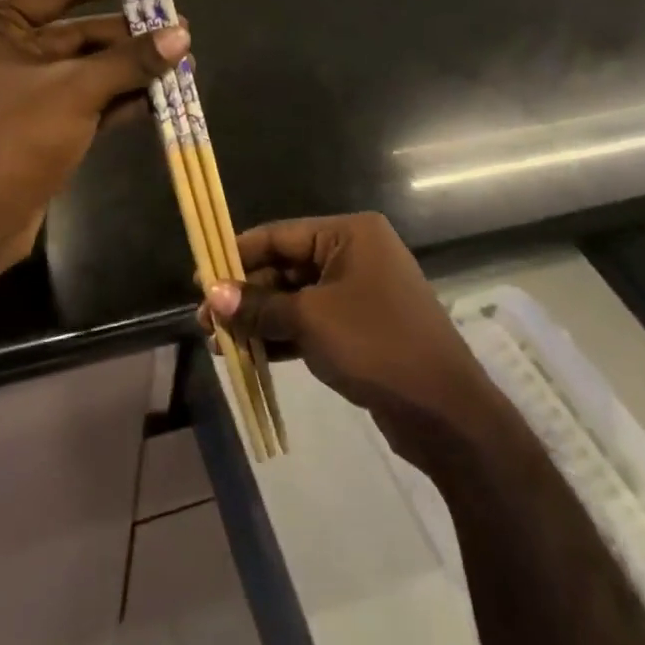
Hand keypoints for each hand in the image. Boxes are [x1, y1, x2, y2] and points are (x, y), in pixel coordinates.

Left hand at [0, 0, 189, 263]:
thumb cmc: (11, 139)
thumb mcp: (75, 90)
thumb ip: (130, 60)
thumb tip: (182, 34)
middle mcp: (0, 49)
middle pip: (77, 30)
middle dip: (130, 34)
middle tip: (180, 30)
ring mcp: (19, 89)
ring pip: (85, 67)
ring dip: (130, 67)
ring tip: (181, 62)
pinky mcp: (35, 124)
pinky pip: (83, 99)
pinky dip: (117, 98)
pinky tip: (158, 97)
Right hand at [201, 212, 501, 464]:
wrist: (444, 410)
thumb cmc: (376, 345)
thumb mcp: (309, 320)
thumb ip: (258, 305)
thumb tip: (212, 295)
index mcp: (349, 234)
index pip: (280, 235)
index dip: (237, 255)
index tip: (200, 277)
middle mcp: (355, 254)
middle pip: (286, 267)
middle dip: (245, 294)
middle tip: (205, 320)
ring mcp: (360, 293)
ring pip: (296, 298)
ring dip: (259, 318)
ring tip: (218, 341)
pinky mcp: (360, 328)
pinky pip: (311, 322)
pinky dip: (282, 336)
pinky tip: (248, 354)